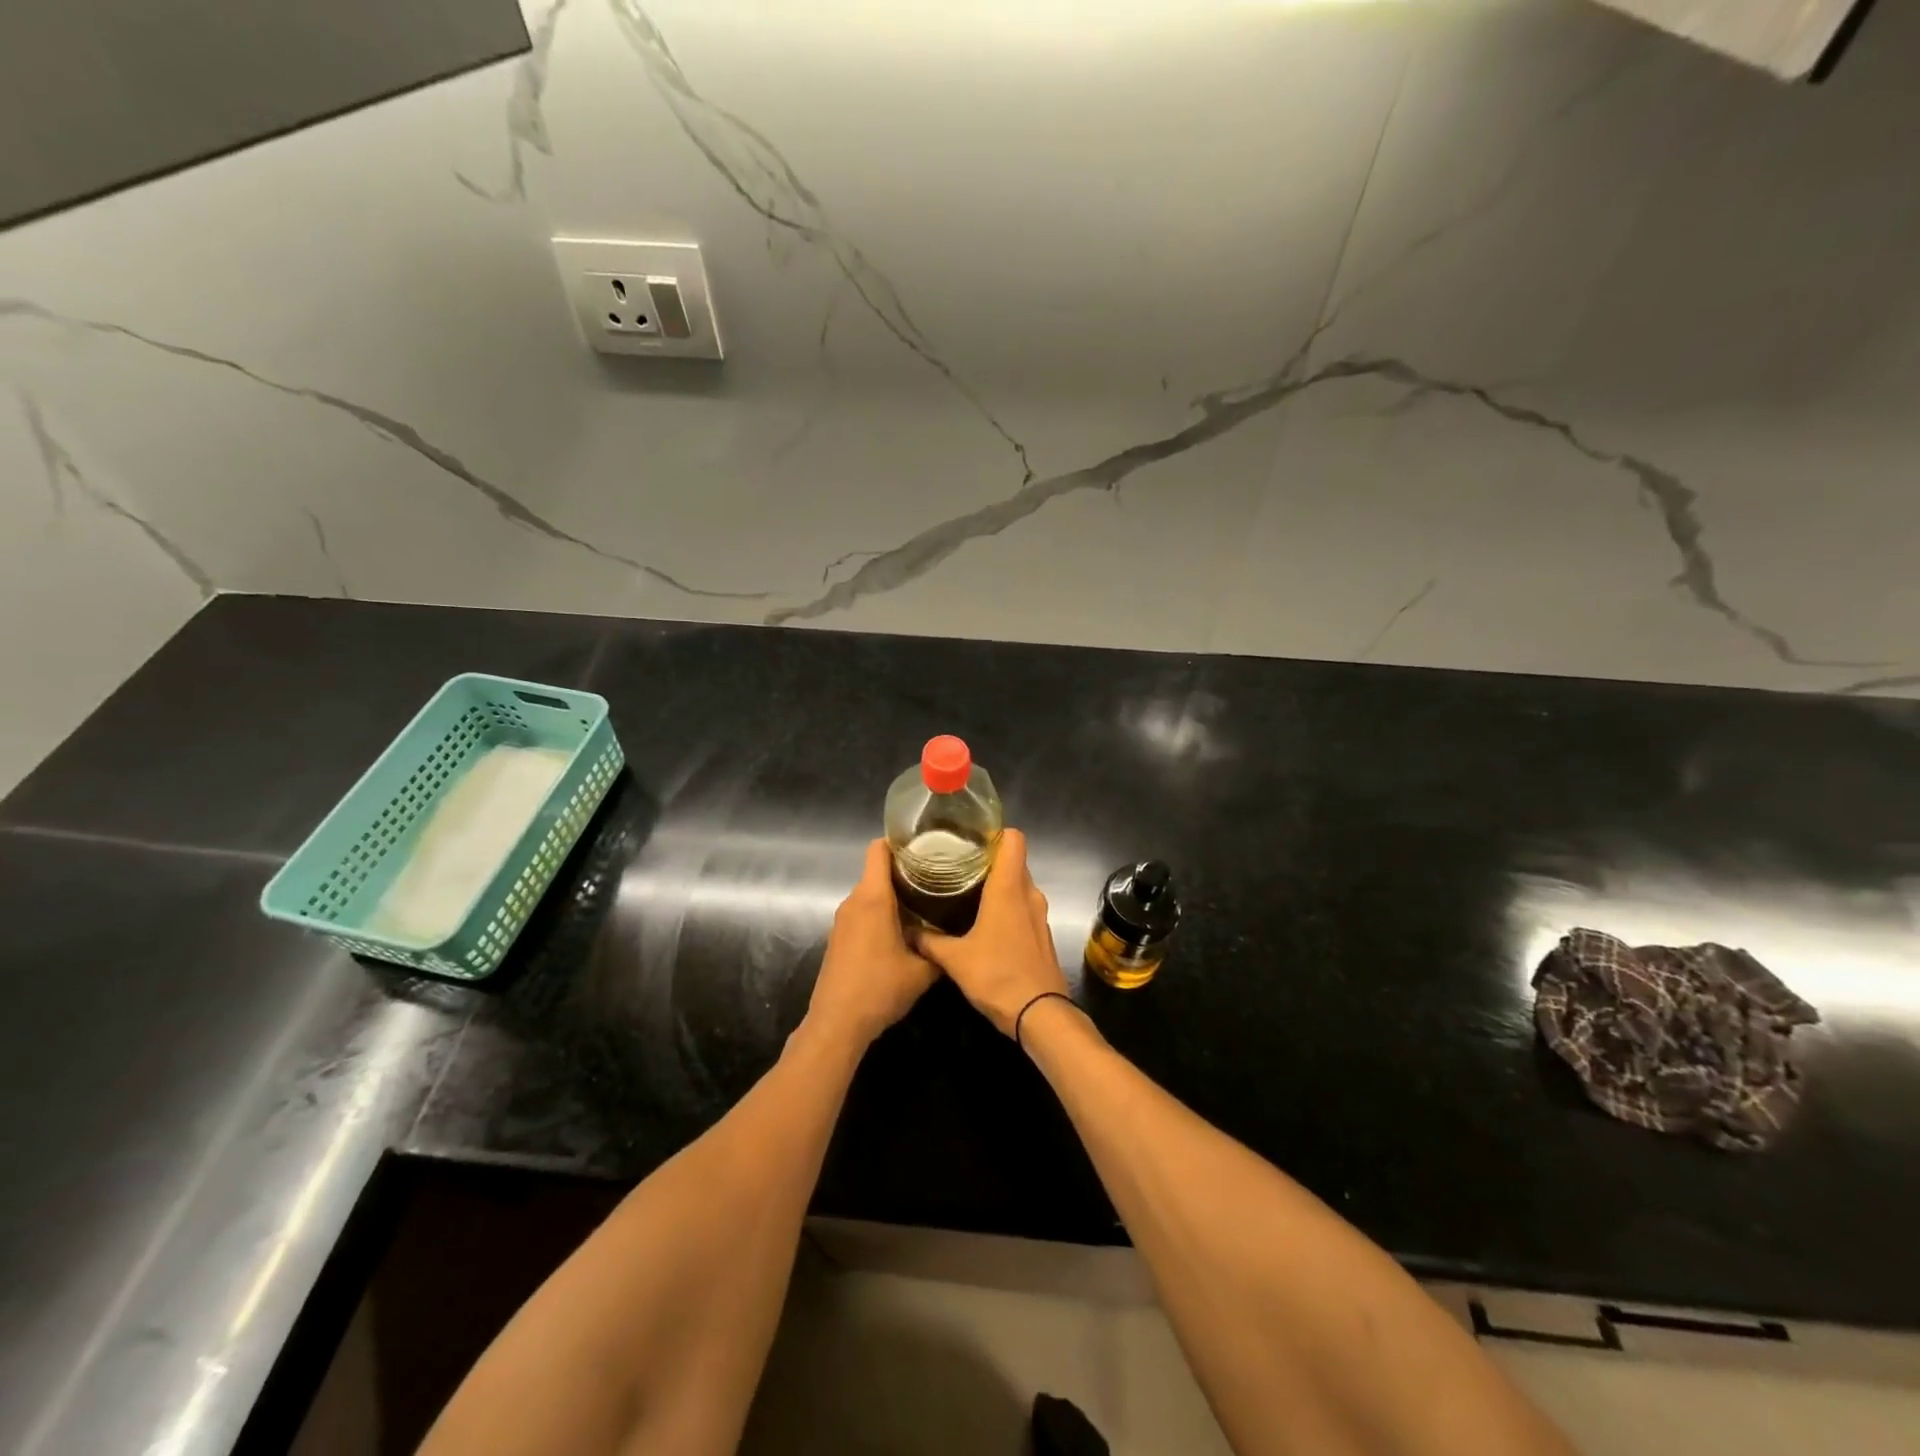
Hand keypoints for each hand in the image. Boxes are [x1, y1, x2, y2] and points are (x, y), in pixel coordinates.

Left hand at [806, 840, 939, 1050]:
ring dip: (893, 897)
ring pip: (870, 894)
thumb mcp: (922, 971)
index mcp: (873, 898)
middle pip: (877, 871)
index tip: (925, 848)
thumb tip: (954, 939)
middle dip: (905, 872)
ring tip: (924, 906)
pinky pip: (862, 913)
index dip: (899, 843)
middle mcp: (854, 901)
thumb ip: (940, 949)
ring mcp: (842, 920)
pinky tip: (902, 932)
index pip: (879, 849)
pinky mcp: (838, 937)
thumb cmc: (879, 989)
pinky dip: (880, 914)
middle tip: (936, 880)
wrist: (837, 1023)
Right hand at [914, 830, 1068, 1036]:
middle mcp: (1028, 894)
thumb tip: (907, 932)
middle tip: (959, 864)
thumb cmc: (997, 976)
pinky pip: (1024, 907)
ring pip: (1020, 886)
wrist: (1040, 1014)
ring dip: (999, 885)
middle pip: (1015, 861)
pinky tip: (985, 921)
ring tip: (968, 891)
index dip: (995, 832)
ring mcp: (1039, 915)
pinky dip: (1008, 906)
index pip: (1014, 839)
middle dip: (990, 859)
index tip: (970, 838)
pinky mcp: (1042, 934)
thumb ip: (929, 942)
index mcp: (1009, 888)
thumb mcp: (955, 959)